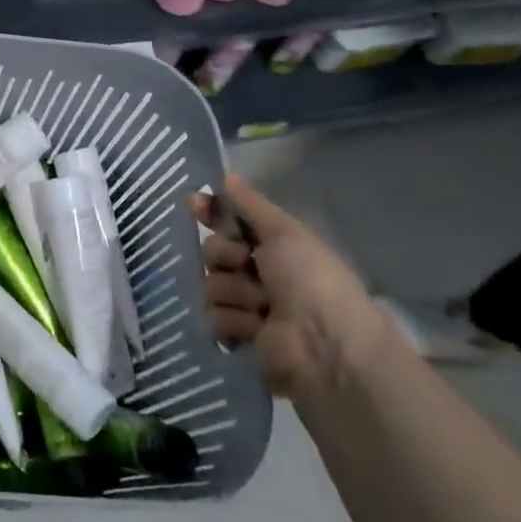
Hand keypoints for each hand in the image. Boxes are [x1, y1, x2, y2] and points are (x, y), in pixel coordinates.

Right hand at [193, 174, 389, 396]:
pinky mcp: (238, 336)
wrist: (325, 344)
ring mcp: (247, 306)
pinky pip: (212, 318)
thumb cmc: (310, 279)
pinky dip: (232, 321)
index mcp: (273, 246)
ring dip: (233, 293)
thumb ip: (250, 205)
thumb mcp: (284, 232)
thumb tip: (224, 176)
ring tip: (261, 307)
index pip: (230, 222)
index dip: (211, 213)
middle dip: (224, 256)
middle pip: (212, 252)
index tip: (195, 204)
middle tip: (247, 265)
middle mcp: (258, 273)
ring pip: (210, 285)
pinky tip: (254, 329)